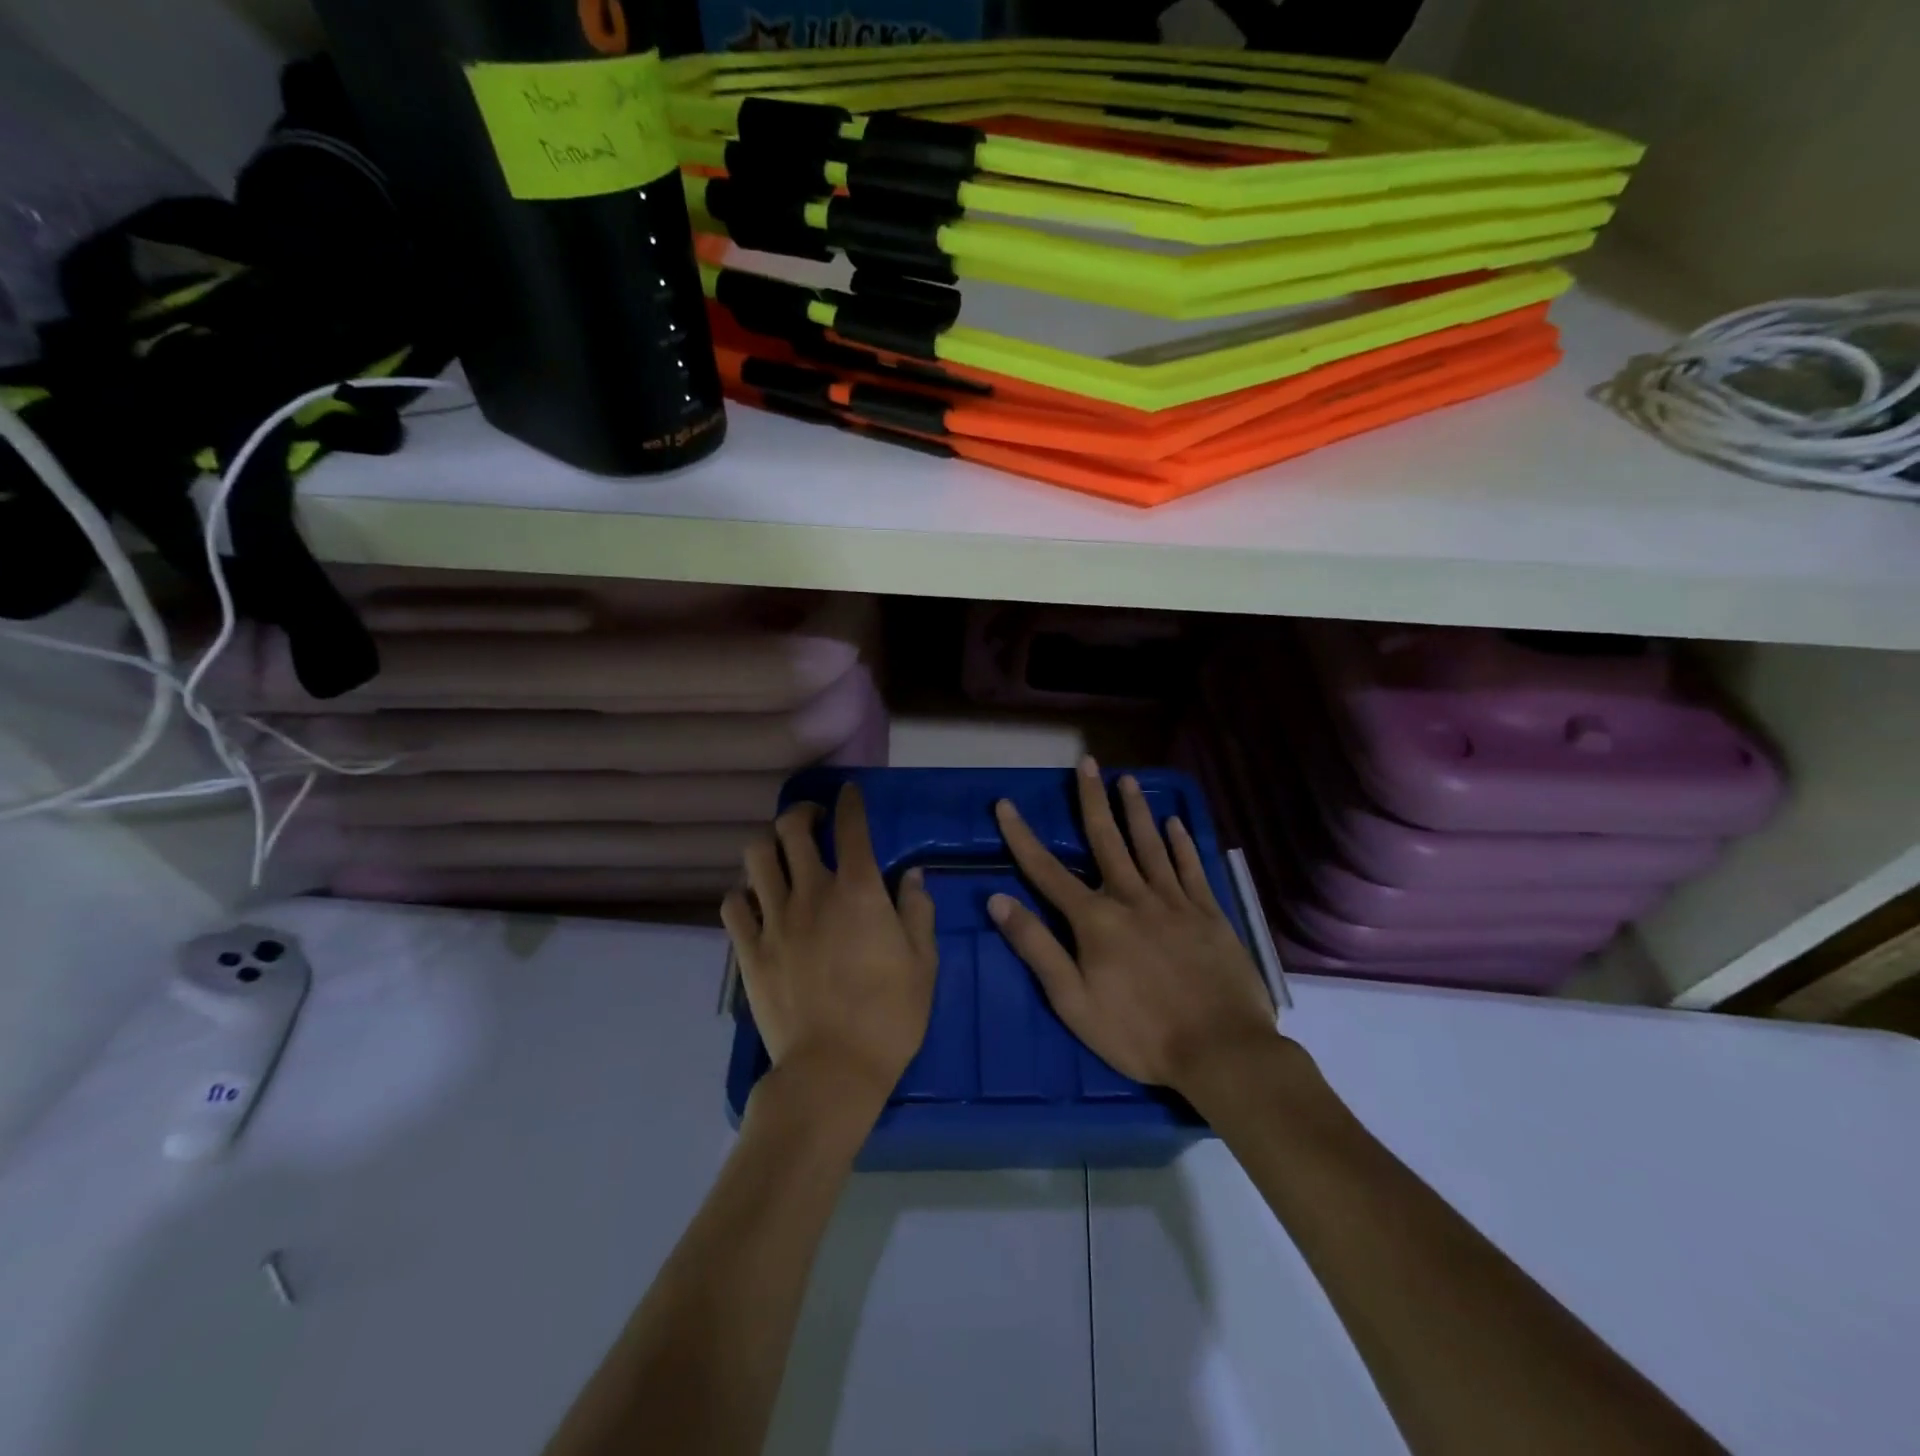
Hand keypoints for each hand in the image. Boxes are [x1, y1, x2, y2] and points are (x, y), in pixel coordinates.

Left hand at [722, 783, 937, 1111]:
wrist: (832, 1070)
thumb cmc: (890, 1016)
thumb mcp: (923, 963)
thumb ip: (918, 911)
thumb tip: (912, 875)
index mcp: (859, 891)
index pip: (851, 827)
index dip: (850, 802)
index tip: (849, 793)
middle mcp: (812, 892)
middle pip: (792, 829)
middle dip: (803, 813)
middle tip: (814, 822)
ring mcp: (775, 919)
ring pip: (756, 857)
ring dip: (769, 846)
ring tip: (781, 857)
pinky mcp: (749, 949)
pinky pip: (733, 903)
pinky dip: (744, 894)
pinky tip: (757, 902)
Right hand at [990, 757, 1278, 1095]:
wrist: (1221, 1052)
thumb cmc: (1139, 1034)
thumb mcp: (1073, 1001)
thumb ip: (1036, 947)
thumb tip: (998, 900)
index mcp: (1095, 920)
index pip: (1047, 870)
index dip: (1023, 837)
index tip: (1006, 804)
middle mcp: (1132, 898)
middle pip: (1106, 840)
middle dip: (1092, 799)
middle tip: (1087, 762)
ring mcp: (1174, 902)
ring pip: (1150, 845)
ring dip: (1136, 810)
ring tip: (1128, 779)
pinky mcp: (1208, 913)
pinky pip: (1191, 868)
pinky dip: (1181, 843)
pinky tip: (1175, 823)